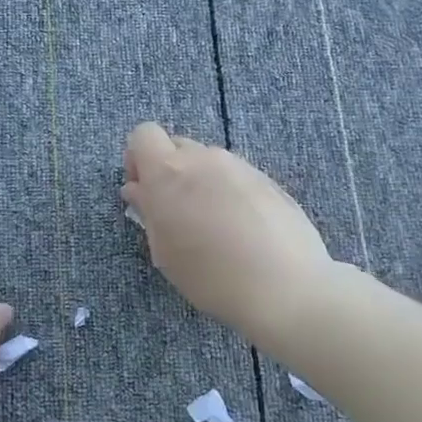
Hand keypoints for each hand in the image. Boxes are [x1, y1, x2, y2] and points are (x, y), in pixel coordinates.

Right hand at [122, 122, 338, 345]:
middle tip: (174, 211)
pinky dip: (227, 192)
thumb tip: (136, 189)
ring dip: (199, 181)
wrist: (285, 287)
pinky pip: (234, 175)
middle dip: (168, 170)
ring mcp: (239, 166)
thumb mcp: (165, 251)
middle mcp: (203, 158)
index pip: (143, 134)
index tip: (143, 190)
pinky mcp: (268, 180)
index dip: (137, 159)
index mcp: (169, 171)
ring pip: (207, 161)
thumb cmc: (210, 275)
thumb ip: (147, 211)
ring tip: (210, 225)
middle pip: (175, 146)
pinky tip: (239, 229)